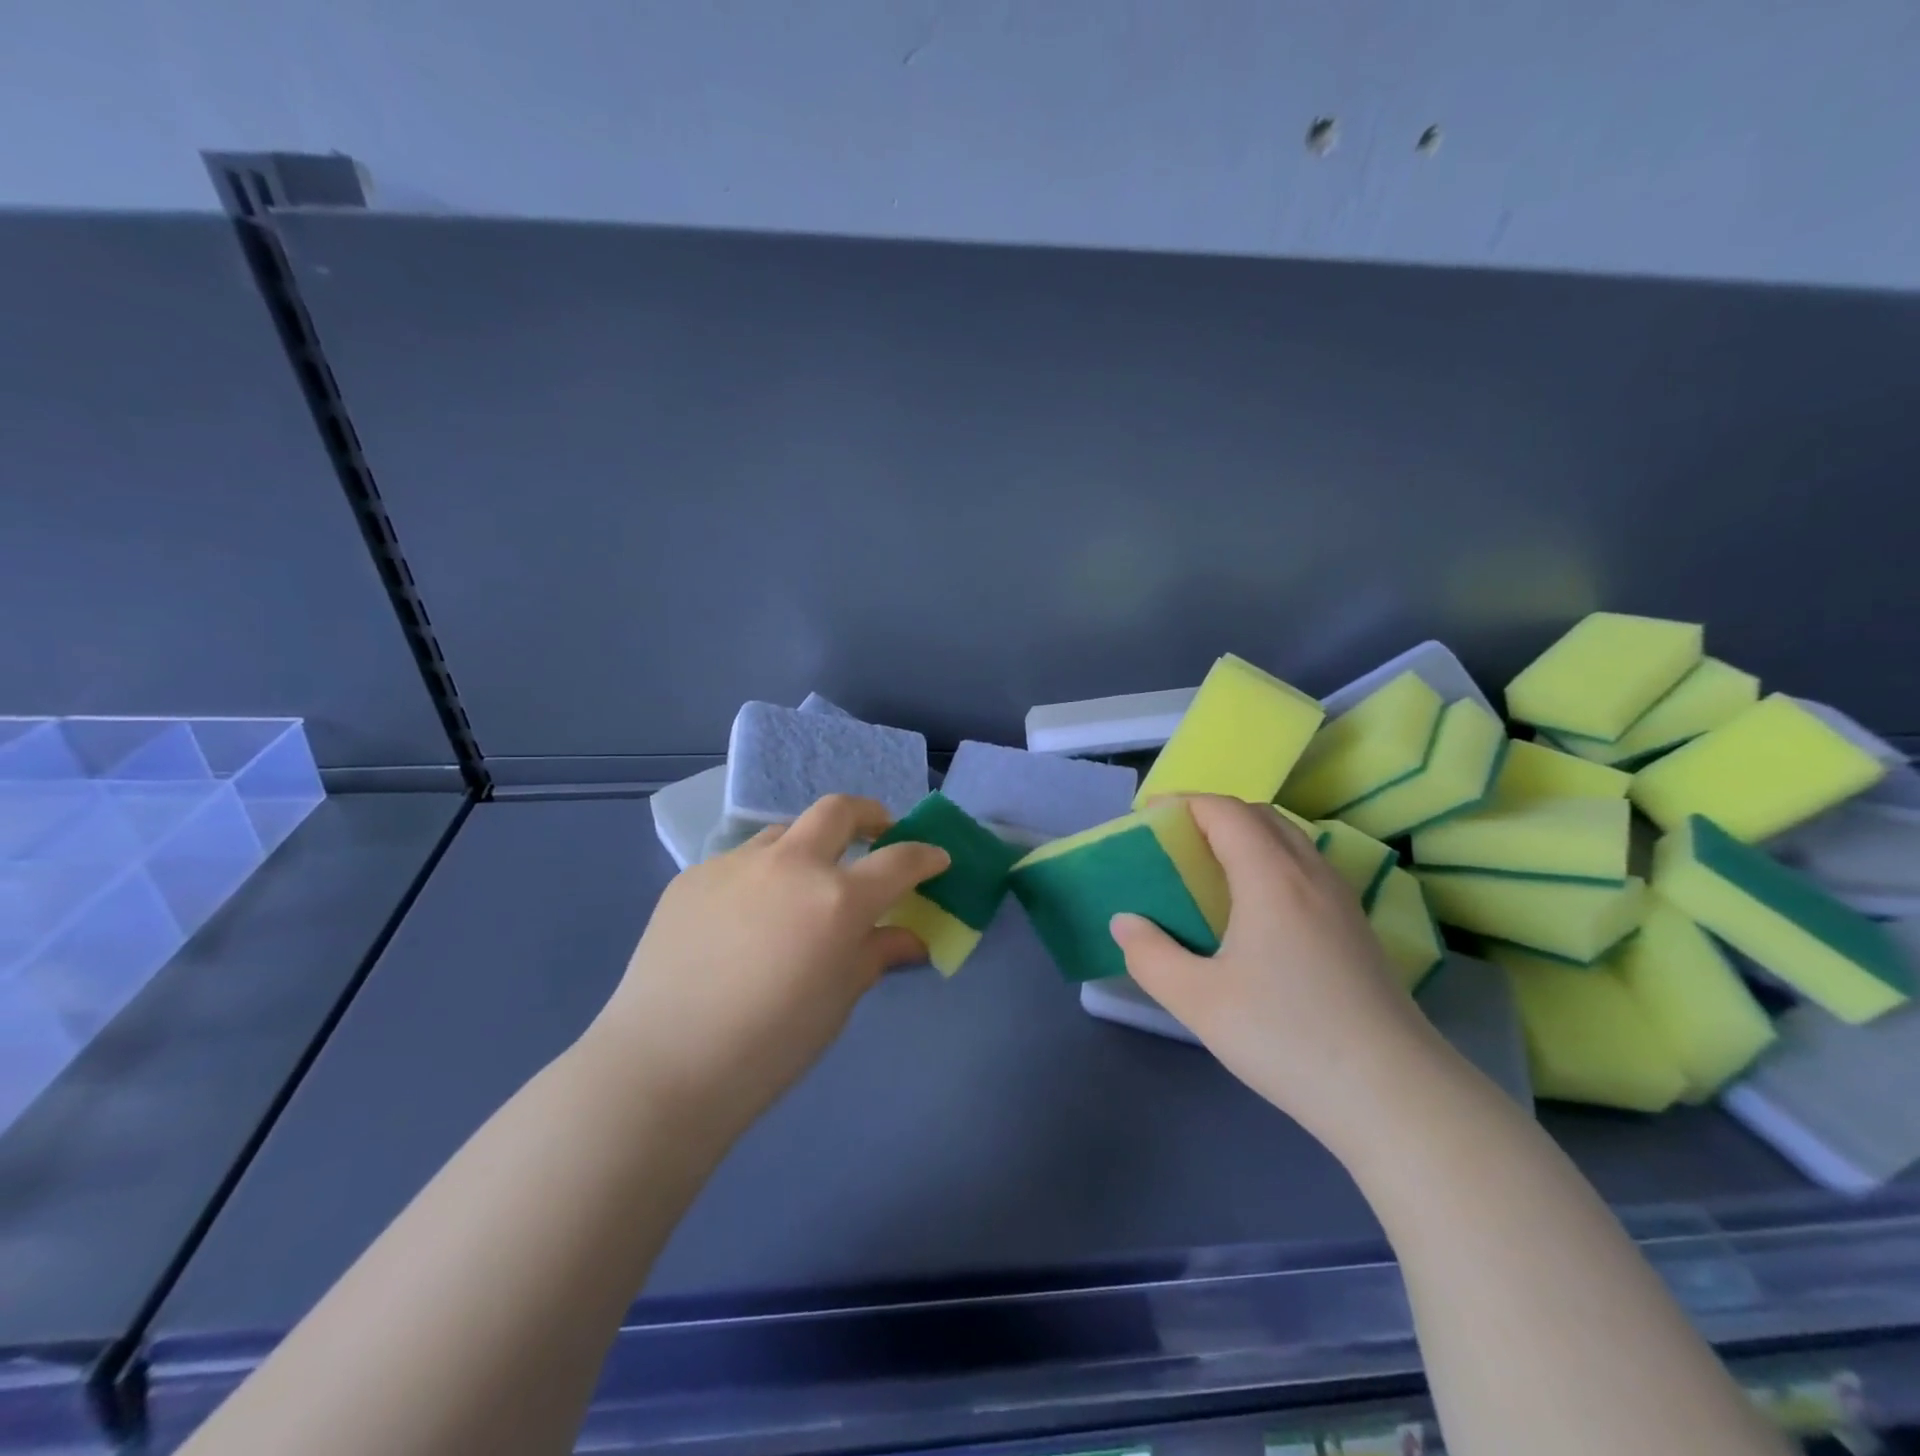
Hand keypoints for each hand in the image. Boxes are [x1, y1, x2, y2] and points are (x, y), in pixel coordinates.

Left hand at [585, 795, 949, 1137]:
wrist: (664, 1065)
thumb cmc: (770, 1045)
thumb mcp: (838, 1001)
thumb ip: (876, 955)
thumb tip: (909, 939)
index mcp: (837, 898)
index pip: (899, 860)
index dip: (926, 856)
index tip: (937, 859)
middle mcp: (790, 865)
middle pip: (838, 810)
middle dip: (869, 815)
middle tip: (877, 835)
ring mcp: (735, 864)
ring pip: (783, 832)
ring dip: (807, 846)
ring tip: (804, 883)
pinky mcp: (693, 877)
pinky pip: (739, 864)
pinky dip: (759, 878)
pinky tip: (744, 921)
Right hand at [1111, 795, 1447, 1150]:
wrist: (1394, 1095)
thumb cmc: (1286, 1036)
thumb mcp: (1198, 1001)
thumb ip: (1150, 955)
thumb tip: (1125, 922)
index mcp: (1271, 877)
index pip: (1226, 812)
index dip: (1184, 803)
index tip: (1148, 815)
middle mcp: (1311, 874)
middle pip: (1261, 816)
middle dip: (1213, 814)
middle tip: (1175, 841)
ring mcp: (1342, 901)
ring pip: (1290, 841)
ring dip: (1246, 837)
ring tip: (1211, 870)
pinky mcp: (1358, 930)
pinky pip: (1307, 869)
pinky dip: (1272, 863)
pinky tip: (1257, 911)